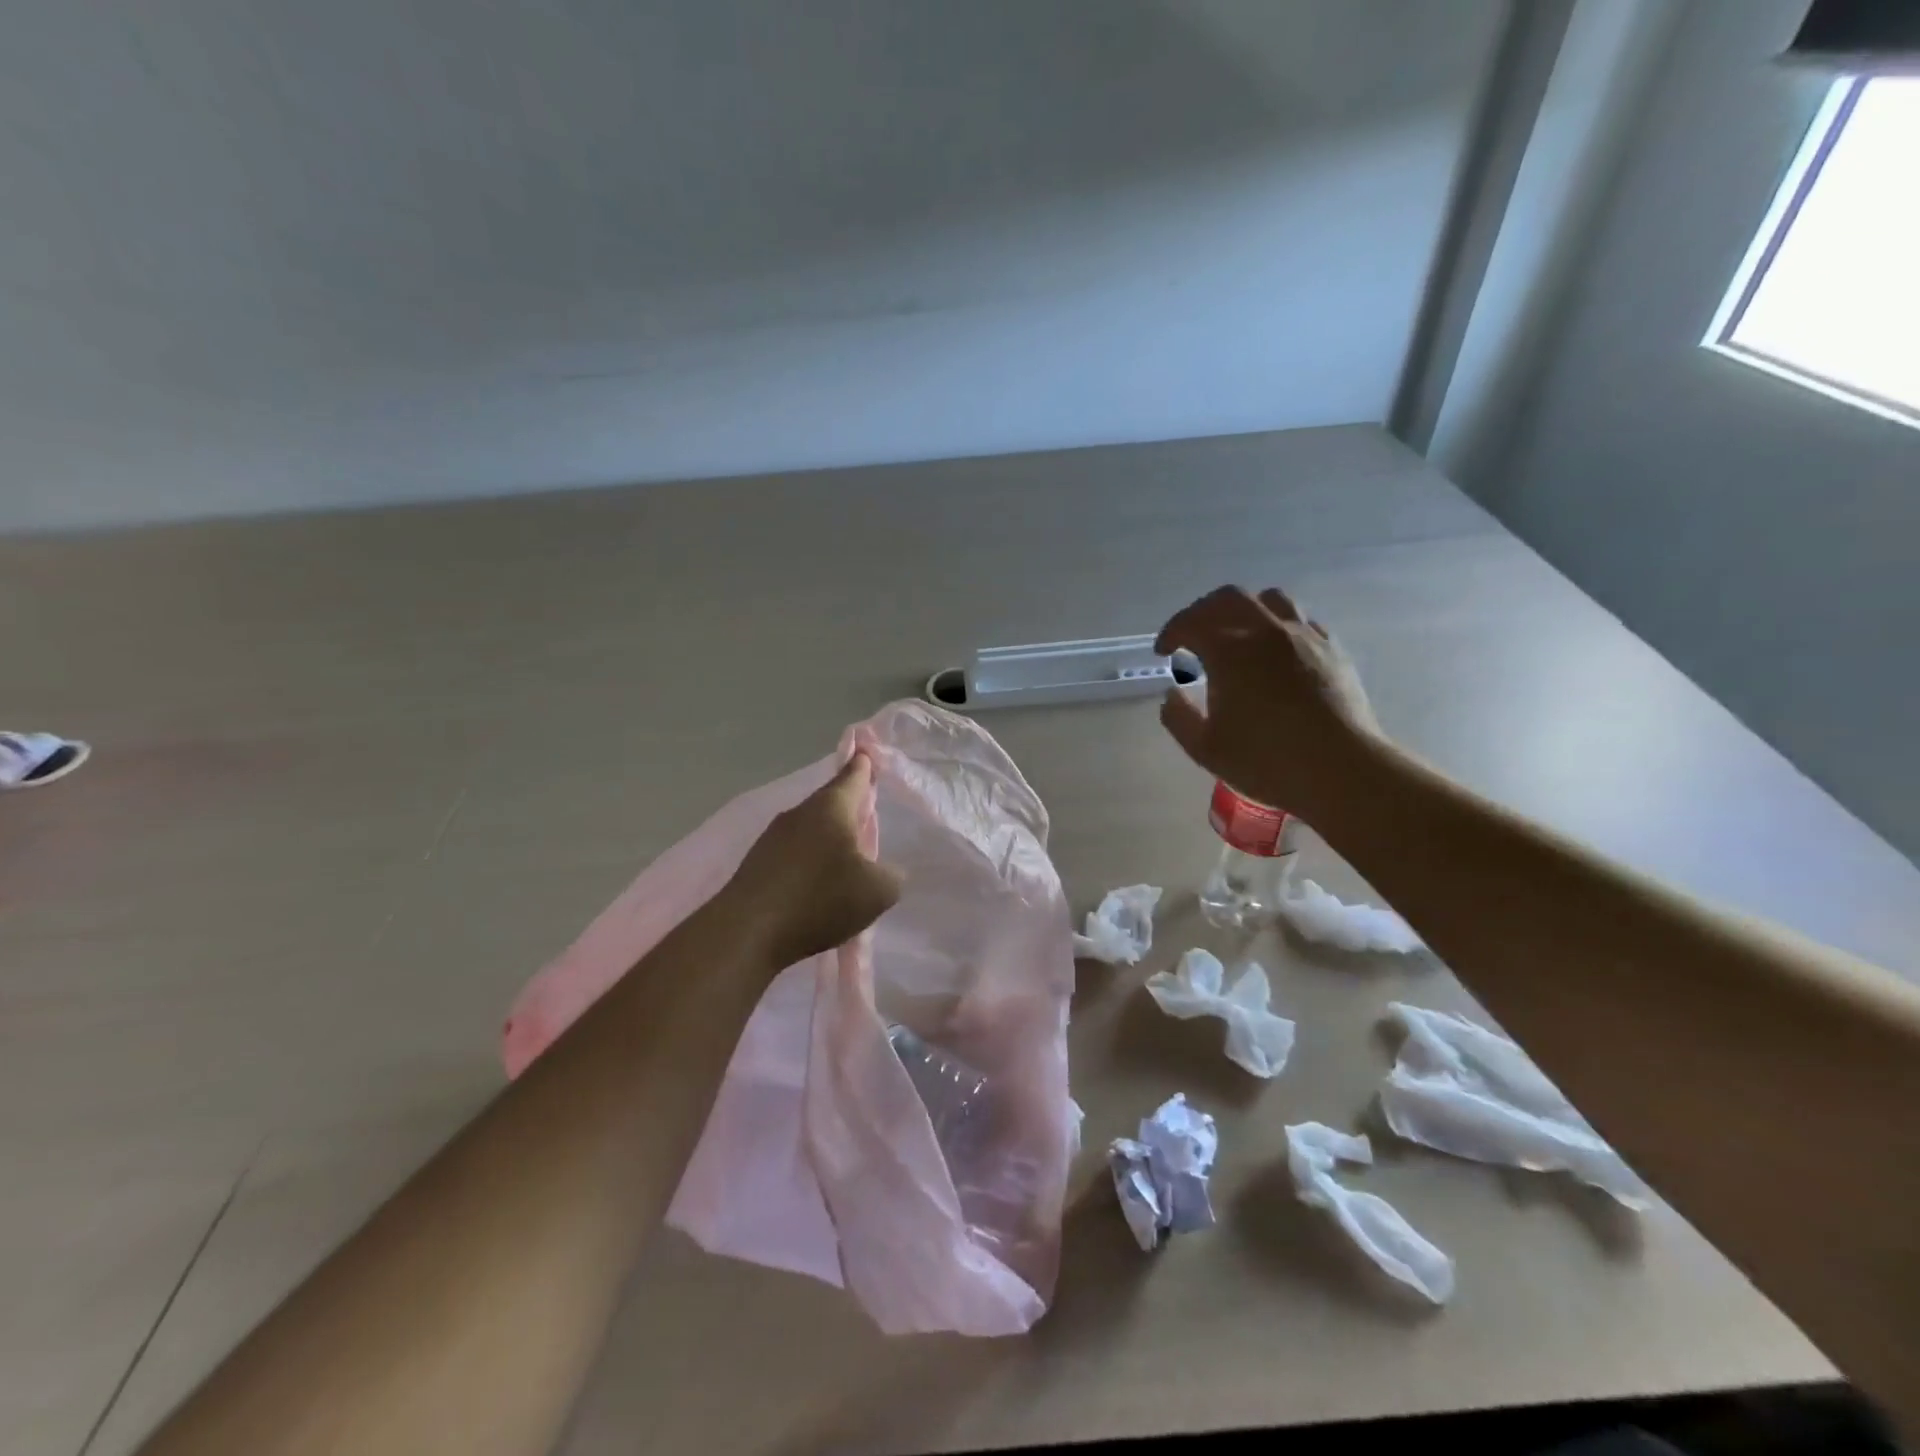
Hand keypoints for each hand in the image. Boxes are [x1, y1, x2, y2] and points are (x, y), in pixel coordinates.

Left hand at [717, 753, 903, 971]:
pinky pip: (792, 854)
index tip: (867, 752)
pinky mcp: (756, 865)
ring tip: (845, 859)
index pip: (853, 776)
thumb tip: (885, 871)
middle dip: (848, 808)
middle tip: (866, 815)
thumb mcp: (877, 891)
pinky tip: (816, 886)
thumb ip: (891, 875)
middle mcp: (800, 814)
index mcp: (831, 808)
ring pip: (810, 829)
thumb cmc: (819, 899)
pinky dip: (808, 862)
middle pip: (830, 803)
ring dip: (827, 839)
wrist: (746, 932)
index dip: (864, 765)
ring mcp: (773, 838)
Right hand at [1155, 586, 1383, 819]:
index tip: (1163, 652)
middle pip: (1229, 598)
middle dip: (1203, 612)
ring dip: (1245, 610)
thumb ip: (1179, 717)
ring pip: (1270, 599)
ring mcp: (1304, 636)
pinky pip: (1301, 619)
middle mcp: (1266, 631)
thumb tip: (1173, 694)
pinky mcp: (1332, 649)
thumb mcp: (1205, 749)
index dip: (1171, 633)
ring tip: (1237, 634)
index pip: (1191, 624)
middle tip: (1193, 636)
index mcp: (1229, 651)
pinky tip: (1276, 650)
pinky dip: (1278, 624)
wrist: (1341, 770)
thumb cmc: (1266, 761)